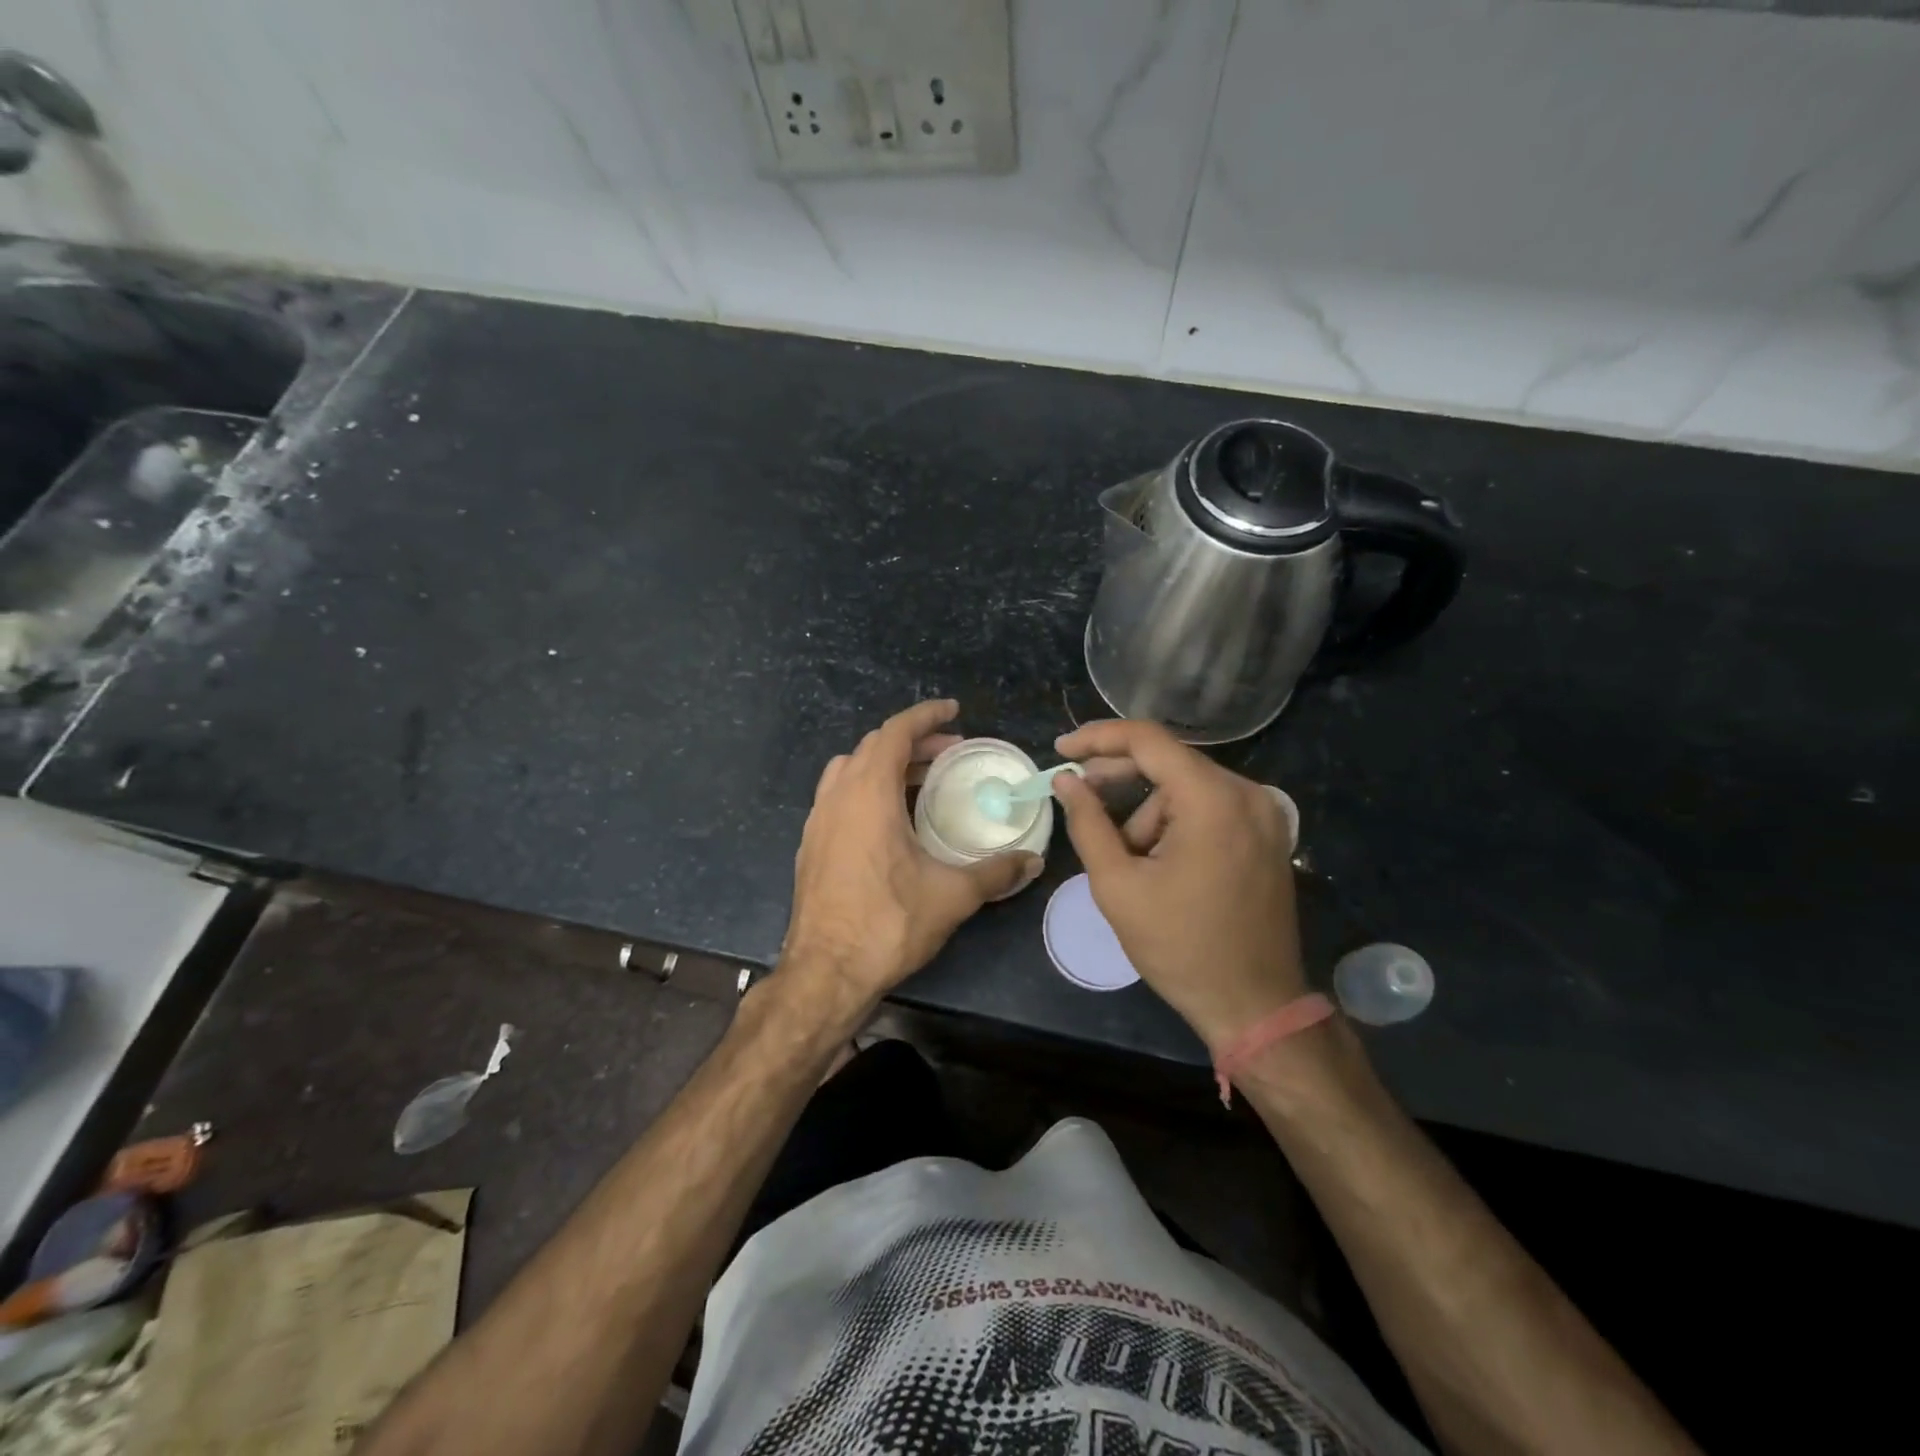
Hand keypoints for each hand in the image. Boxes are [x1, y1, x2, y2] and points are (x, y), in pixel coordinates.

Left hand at [782, 700, 1039, 1014]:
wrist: (825, 973)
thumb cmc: (888, 923)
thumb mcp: (952, 895)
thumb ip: (995, 872)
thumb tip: (1031, 861)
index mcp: (868, 794)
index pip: (894, 733)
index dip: (925, 716)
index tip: (954, 711)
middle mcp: (837, 797)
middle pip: (873, 747)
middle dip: (912, 742)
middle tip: (949, 754)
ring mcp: (817, 821)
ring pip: (849, 769)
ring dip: (885, 763)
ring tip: (919, 781)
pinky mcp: (810, 845)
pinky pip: (838, 796)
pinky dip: (865, 788)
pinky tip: (888, 820)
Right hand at [1052, 719, 1305, 1049]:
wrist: (1254, 1004)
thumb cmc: (1180, 946)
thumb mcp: (1118, 885)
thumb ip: (1087, 823)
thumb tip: (1066, 780)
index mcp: (1212, 799)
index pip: (1148, 740)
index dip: (1098, 738)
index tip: (1062, 750)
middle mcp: (1246, 793)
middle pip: (1169, 762)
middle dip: (1119, 778)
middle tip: (1078, 795)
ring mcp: (1264, 814)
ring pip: (1186, 789)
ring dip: (1148, 814)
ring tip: (1128, 863)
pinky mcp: (1268, 834)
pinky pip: (1209, 808)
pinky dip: (1176, 823)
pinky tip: (1158, 862)